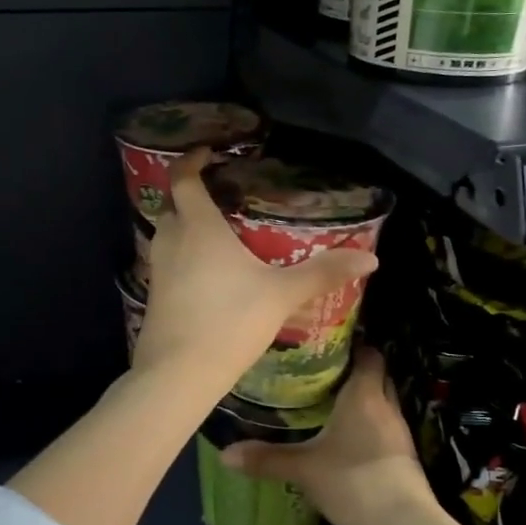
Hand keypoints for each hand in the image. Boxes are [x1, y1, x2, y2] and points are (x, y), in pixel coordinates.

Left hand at [133, 149, 376, 390]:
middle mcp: (172, 239)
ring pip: (168, 234)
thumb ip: (323, 272)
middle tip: (223, 196)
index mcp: (198, 226)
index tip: (207, 152)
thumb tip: (371, 257)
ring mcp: (158, 267)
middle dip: (192, 194)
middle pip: (173, 204)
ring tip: (220, 234)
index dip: (191, 159)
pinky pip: (168, 261)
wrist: (179, 372)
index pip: (183, 178)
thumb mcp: (282, 295)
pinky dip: (185, 255)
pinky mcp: (154, 293)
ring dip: (188, 226)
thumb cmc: (230, 320)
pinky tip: (209, 274)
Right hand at [220, 344, 432, 524]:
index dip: (353, 346)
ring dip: (362, 400)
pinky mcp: (404, 456)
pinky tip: (346, 436)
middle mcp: (385, 405)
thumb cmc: (353, 481)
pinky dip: (368, 424)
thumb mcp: (303, 468)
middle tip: (321, 372)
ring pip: (381, 402)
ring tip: (329, 402)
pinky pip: (384, 426)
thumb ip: (266, 458)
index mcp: (364, 394)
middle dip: (354, 371)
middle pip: (376, 375)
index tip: (326, 345)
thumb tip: (224, 453)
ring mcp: (399, 432)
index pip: (368, 353)